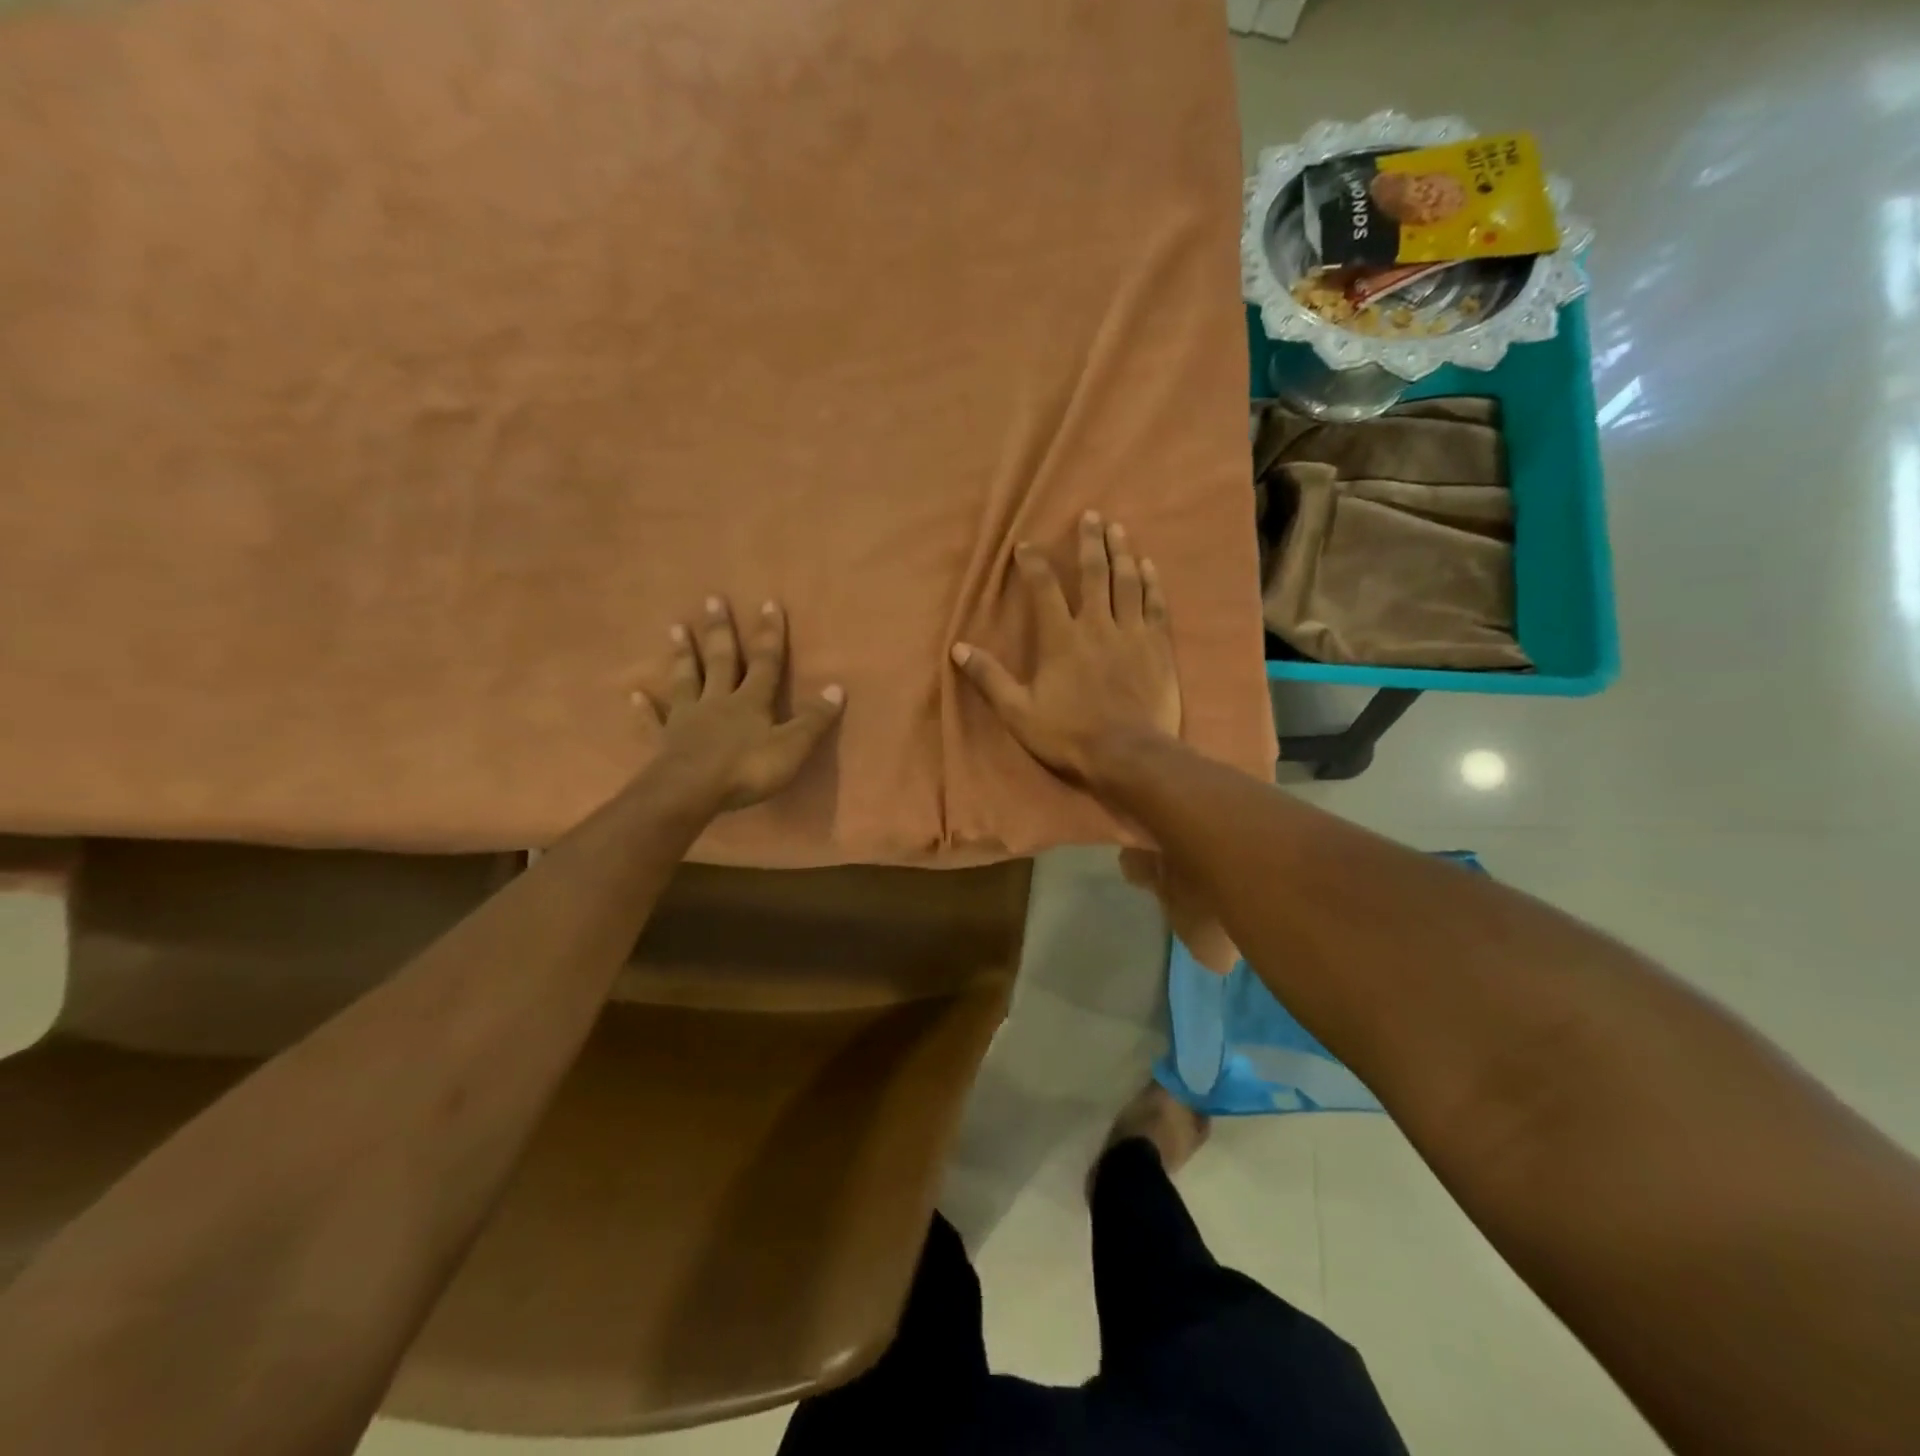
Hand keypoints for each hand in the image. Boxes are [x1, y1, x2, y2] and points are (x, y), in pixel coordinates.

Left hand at [637, 597, 844, 810]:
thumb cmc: (746, 769)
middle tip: (712, 599)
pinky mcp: (665, 741)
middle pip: (721, 660)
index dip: (769, 635)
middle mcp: (718, 701)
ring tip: (675, 627)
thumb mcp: (792, 746)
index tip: (768, 603)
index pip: (766, 663)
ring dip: (682, 655)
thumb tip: (836, 688)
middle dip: (720, 631)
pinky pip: (654, 721)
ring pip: (686, 680)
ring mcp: (688, 719)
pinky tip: (634, 694)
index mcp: (751, 702)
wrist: (691, 791)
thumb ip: (813, 720)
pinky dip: (644, 708)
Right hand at [951, 511, 1179, 783]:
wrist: (1129, 755)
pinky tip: (1149, 566)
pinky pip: (1156, 605)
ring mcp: (1132, 633)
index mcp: (1061, 638)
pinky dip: (1152, 583)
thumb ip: (990, 678)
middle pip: (1094, 573)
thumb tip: (957, 649)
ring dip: (1121, 552)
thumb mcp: (1018, 712)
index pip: (1044, 589)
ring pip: (1127, 582)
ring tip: (1117, 529)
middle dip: (1090, 542)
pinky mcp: (1158, 647)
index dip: (1034, 563)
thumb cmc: (1069, 735)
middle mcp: (1097, 625)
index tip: (1026, 545)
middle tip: (1091, 515)